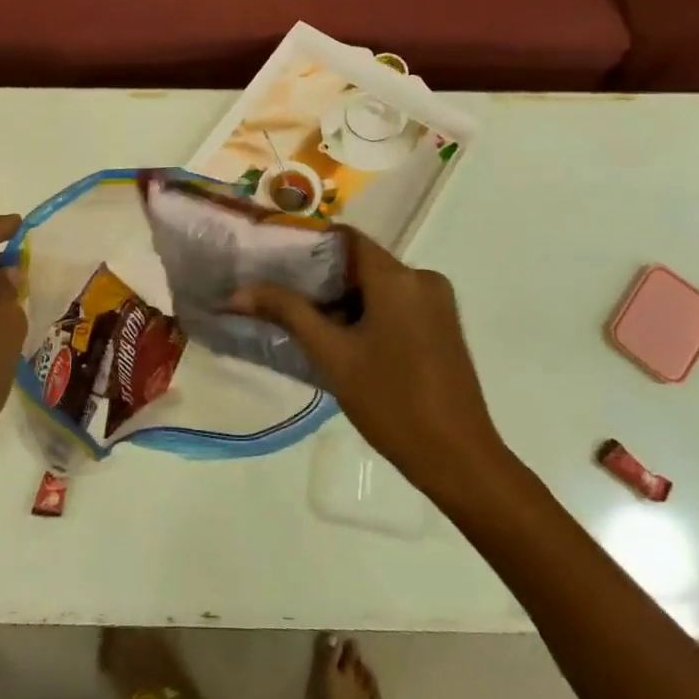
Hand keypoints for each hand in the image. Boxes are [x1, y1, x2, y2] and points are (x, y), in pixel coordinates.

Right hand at [231, 230, 504, 496]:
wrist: (458, 459)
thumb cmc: (390, 402)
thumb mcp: (331, 355)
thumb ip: (287, 312)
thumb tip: (239, 291)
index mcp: (397, 276)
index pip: (345, 238)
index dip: (309, 245)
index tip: (275, 260)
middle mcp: (422, 278)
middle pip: (361, 262)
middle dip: (322, 279)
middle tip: (283, 297)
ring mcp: (438, 302)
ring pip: (379, 285)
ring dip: (345, 299)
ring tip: (307, 323)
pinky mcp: (444, 325)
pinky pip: (397, 303)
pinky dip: (369, 312)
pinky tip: (345, 341)